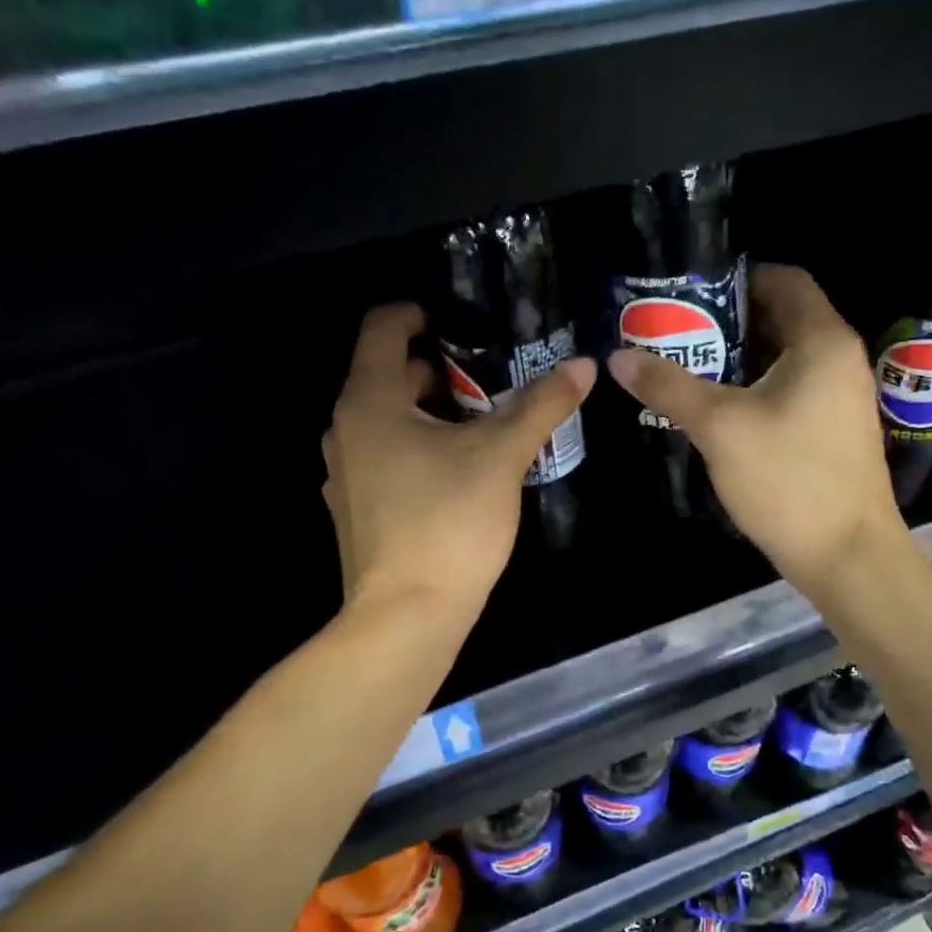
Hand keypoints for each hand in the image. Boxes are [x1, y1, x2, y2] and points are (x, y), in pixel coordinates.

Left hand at [323, 304, 595, 626]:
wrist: (406, 618)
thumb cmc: (448, 522)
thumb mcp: (502, 456)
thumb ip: (542, 405)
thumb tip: (584, 365)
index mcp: (370, 401)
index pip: (383, 328)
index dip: (419, 313)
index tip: (462, 322)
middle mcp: (346, 429)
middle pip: (389, 375)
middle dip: (441, 369)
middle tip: (494, 378)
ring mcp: (347, 473)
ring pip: (390, 420)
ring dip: (434, 411)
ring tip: (487, 422)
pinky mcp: (358, 509)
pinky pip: (388, 456)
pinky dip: (420, 447)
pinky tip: (462, 470)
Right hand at [607, 265, 908, 596]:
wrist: (846, 556)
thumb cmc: (788, 479)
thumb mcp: (719, 427)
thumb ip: (668, 386)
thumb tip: (617, 357)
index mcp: (822, 341)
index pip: (785, 280)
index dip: (738, 278)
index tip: (691, 292)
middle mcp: (839, 359)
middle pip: (782, 317)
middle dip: (729, 320)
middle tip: (676, 330)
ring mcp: (841, 397)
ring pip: (784, 358)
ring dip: (739, 357)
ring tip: (686, 365)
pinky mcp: (833, 429)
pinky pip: (792, 388)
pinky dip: (756, 387)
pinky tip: (717, 408)